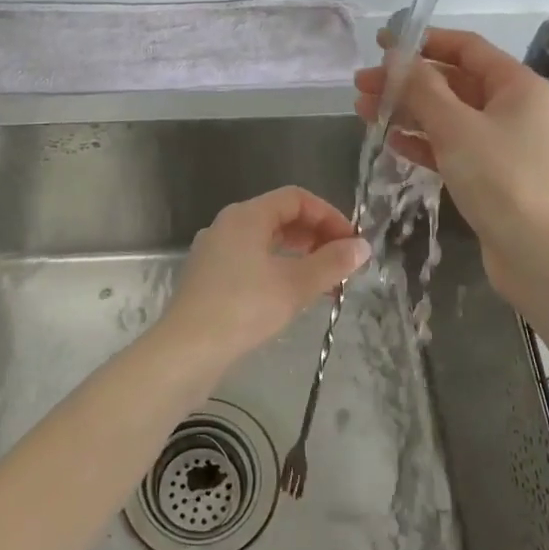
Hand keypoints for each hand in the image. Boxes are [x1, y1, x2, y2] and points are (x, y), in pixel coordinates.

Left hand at [157, 187, 369, 370]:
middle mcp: (227, 226)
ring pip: (266, 242)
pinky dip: (278, 271)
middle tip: (344, 264)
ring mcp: (214, 252)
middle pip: (280, 217)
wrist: (186, 351)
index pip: (296, 198)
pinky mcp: (209, 279)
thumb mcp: (295, 285)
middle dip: (316, 237)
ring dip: (300, 256)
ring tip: (327, 284)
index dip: (329, 215)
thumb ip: (331, 263)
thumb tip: (362, 247)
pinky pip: (251, 262)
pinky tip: (294, 297)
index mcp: (246, 216)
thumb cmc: (243, 309)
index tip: (352, 243)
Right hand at [353, 27, 548, 301]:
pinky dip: (423, 142)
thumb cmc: (500, 179)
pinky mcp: (490, 174)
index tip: (382, 45)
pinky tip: (392, 142)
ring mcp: (501, 142)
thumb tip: (397, 57)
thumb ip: (423, 89)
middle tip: (361, 85)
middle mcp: (512, 107)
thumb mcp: (456, 127)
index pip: (466, 48)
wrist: (536, 252)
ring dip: (408, 111)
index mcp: (516, 85)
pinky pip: (451, 146)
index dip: (423, 42)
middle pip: (452, 82)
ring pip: (447, 116)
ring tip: (364, 111)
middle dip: (406, 82)